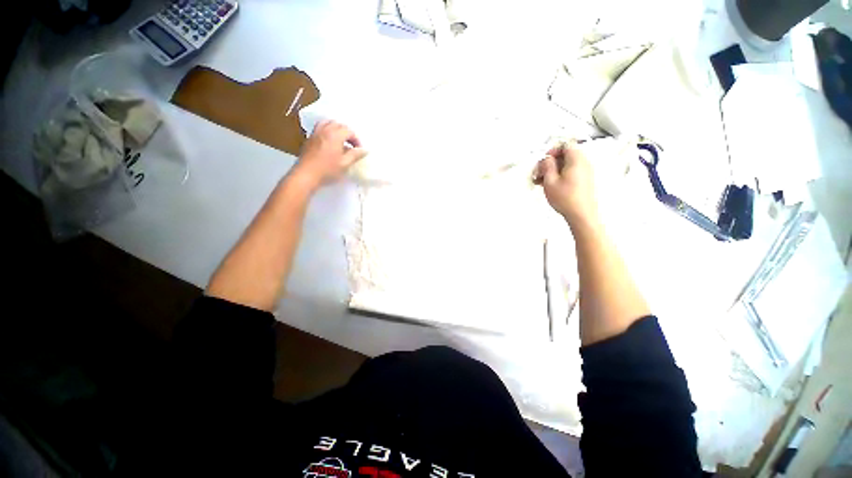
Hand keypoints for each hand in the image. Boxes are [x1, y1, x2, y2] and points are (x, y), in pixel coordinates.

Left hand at [291, 120, 366, 189]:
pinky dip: (328, 131)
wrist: (306, 174)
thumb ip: (355, 155)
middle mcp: (325, 130)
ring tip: (341, 141)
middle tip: (352, 145)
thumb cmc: (328, 170)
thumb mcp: (345, 164)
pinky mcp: (310, 139)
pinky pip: (320, 128)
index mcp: (335, 135)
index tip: (359, 150)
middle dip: (347, 133)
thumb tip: (365, 150)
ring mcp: (315, 133)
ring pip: (328, 123)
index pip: (349, 131)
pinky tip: (330, 143)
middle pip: (338, 124)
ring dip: (337, 129)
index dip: (356, 139)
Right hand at [534, 141, 598, 228]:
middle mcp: (584, 163)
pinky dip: (560, 175)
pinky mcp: (585, 181)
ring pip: (567, 165)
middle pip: (566, 155)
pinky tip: (550, 186)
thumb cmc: (566, 198)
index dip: (552, 151)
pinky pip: (571, 172)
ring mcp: (586, 172)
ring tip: (541, 182)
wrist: (582, 215)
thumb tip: (546, 159)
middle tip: (539, 173)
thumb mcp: (550, 181)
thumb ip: (547, 166)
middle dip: (550, 162)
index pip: (566, 145)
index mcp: (577, 159)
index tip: (544, 161)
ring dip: (553, 170)